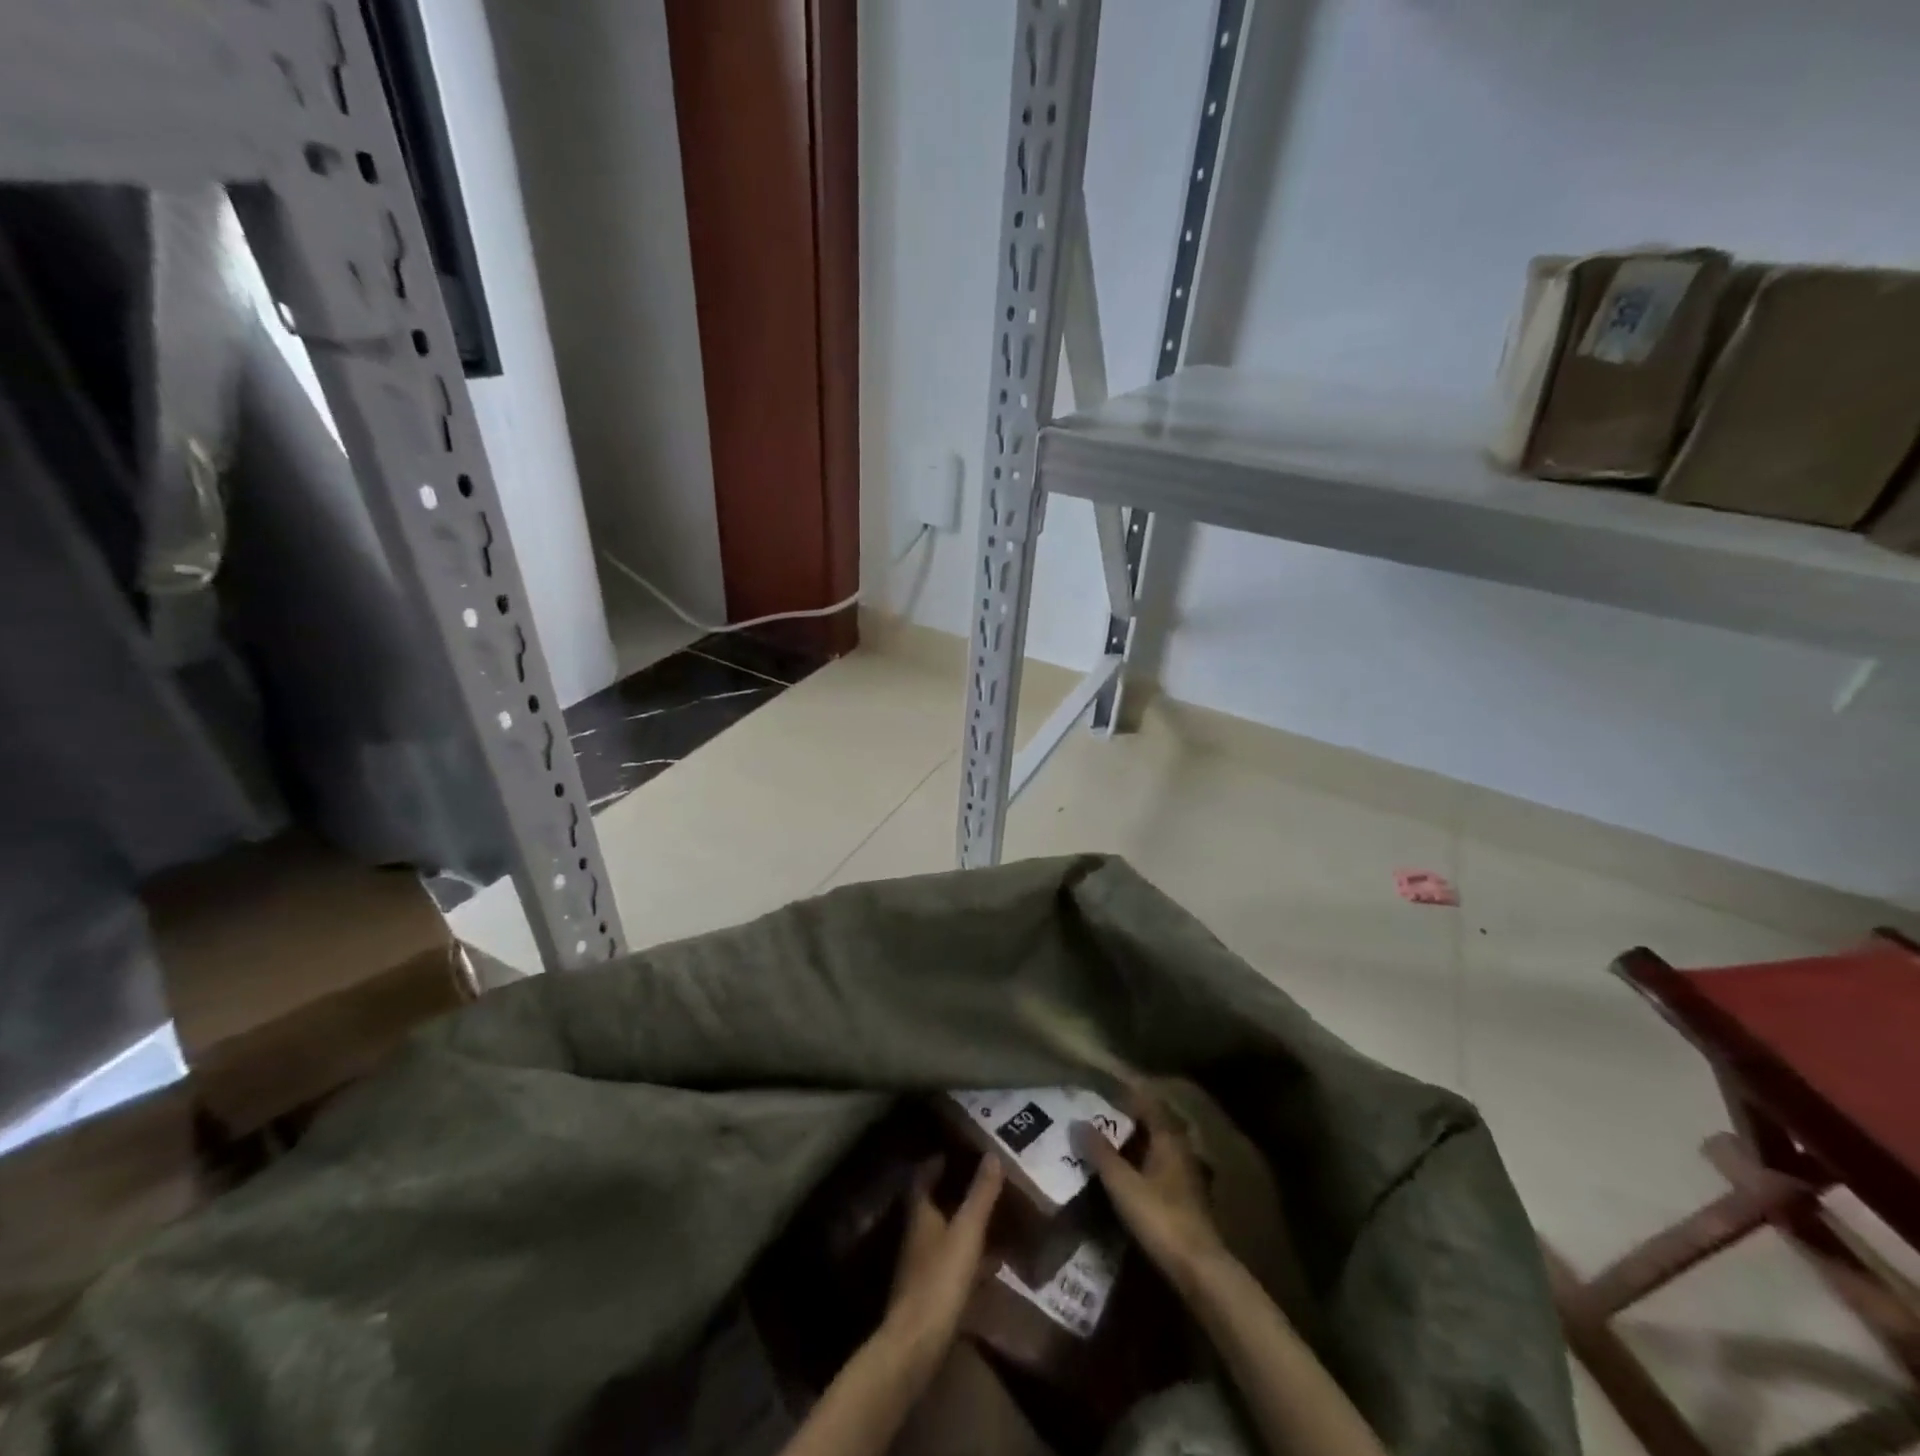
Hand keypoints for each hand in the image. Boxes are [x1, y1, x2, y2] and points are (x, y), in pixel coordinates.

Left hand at [883, 1156, 1003, 1361]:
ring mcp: (921, 1265)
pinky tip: (991, 1263)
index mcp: (920, 1213)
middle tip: (981, 1181)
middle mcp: (916, 1233)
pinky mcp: (930, 1292)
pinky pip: (952, 1263)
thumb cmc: (940, 1278)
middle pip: (933, 1204)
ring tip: (992, 1217)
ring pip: (943, 1233)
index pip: (923, 1177)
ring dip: (963, 1224)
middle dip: (954, 1191)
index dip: (937, 1162)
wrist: (917, 1343)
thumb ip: (980, 1194)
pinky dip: (969, 1256)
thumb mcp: (967, 1231)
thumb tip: (992, 1154)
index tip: (957, 1151)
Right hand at [1073, 1091, 1224, 1288]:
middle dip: (1129, 1122)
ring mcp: (1188, 1177)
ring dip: (1136, 1146)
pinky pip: (1161, 1171)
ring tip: (1108, 1148)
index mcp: (1169, 1138)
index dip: (1128, 1097)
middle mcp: (1182, 1150)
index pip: (1149, 1104)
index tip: (1103, 1094)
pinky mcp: (1188, 1201)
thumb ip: (1100, 1152)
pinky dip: (1143, 1167)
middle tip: (1100, 1121)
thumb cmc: (1159, 1217)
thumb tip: (1076, 1122)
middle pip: (1154, 1126)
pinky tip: (1127, 1179)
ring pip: (1158, 1150)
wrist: (1198, 1269)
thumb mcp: (1122, 1183)